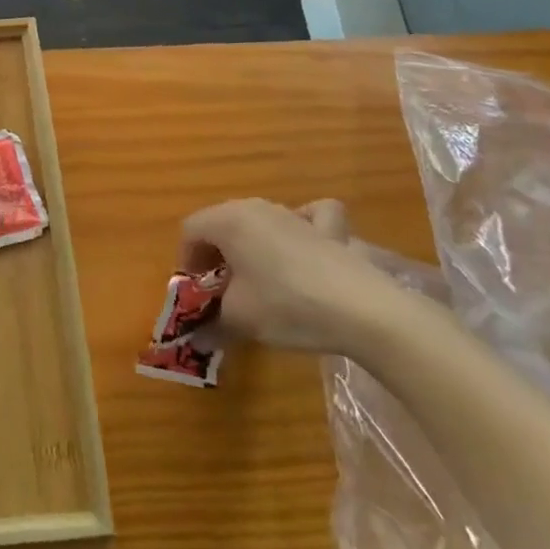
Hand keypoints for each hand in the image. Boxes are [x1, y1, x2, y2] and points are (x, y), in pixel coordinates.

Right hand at [180, 198, 402, 355]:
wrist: (363, 310)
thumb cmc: (286, 306)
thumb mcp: (239, 320)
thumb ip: (210, 326)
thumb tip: (195, 341)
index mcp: (227, 221)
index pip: (190, 232)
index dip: (186, 262)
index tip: (196, 294)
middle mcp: (257, 207)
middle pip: (221, 223)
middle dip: (215, 255)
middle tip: (221, 291)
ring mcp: (295, 213)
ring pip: (258, 220)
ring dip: (249, 246)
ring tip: (258, 281)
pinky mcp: (329, 228)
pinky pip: (308, 215)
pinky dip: (302, 224)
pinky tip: (304, 243)